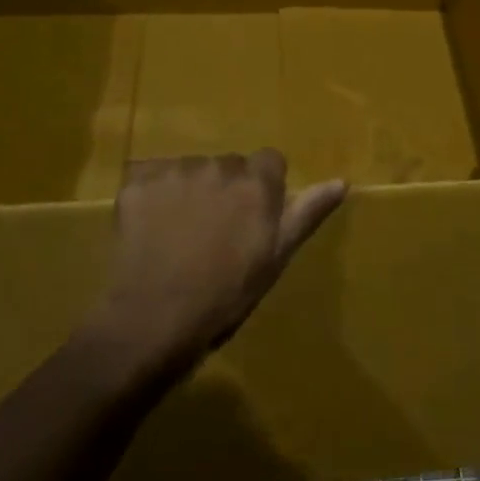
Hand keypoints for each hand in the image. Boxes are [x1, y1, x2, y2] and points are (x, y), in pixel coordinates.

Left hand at [99, 151, 346, 369]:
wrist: (154, 319)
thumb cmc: (225, 295)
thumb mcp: (276, 258)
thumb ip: (307, 213)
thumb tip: (342, 181)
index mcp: (257, 183)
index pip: (269, 161)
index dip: (263, 188)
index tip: (252, 217)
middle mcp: (219, 166)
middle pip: (229, 165)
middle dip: (225, 189)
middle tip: (215, 231)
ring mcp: (175, 171)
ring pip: (190, 169)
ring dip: (189, 190)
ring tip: (179, 233)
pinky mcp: (138, 182)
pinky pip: (150, 176)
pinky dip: (152, 195)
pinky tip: (150, 228)